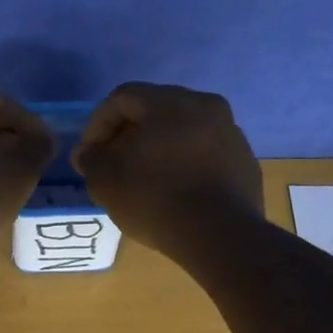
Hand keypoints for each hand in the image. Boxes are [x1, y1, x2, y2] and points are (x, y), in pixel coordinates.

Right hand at [72, 82, 263, 253]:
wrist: (219, 235)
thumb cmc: (155, 198)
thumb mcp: (106, 181)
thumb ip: (91, 160)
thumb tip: (87, 153)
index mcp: (170, 101)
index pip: (123, 97)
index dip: (98, 124)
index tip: (90, 154)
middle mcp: (206, 106)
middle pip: (156, 111)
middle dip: (130, 135)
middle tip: (114, 165)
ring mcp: (231, 134)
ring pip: (184, 132)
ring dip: (159, 150)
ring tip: (145, 180)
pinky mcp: (245, 162)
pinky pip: (205, 155)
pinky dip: (185, 166)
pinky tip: (175, 193)